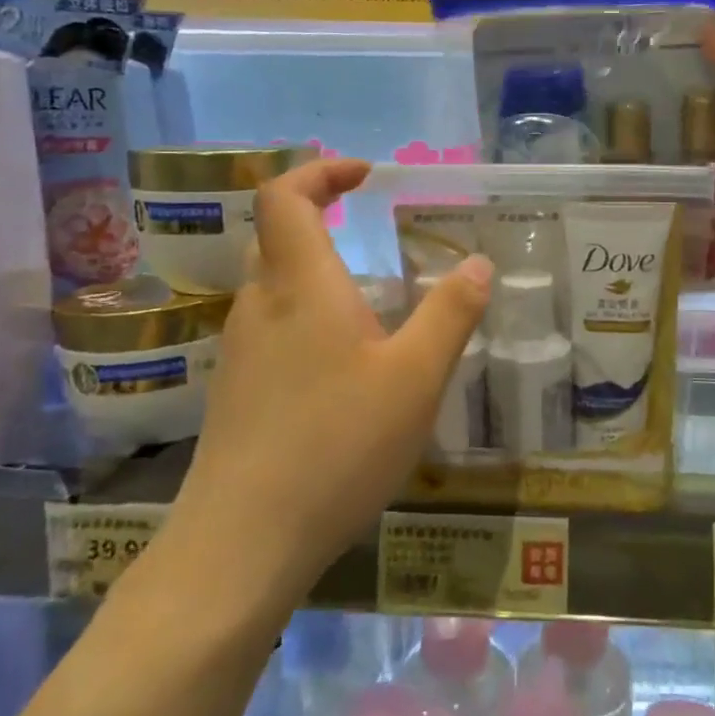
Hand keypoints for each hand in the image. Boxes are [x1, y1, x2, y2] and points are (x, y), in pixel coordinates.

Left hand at [169, 159, 491, 597]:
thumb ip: (450, 313)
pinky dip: (306, 315)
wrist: (241, 544)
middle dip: (319, 215)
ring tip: (371, 301)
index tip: (366, 175)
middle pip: (275, 234)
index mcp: (301, 284)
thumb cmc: (336, 445)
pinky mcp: (235, 391)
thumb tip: (479, 263)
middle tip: (369, 226)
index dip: (320, 171)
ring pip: (273, 284)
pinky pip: (271, 328)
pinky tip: (342, 365)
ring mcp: (239, 350)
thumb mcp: (416, 377)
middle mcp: (260, 305)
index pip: (285, 196)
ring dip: (316, 269)